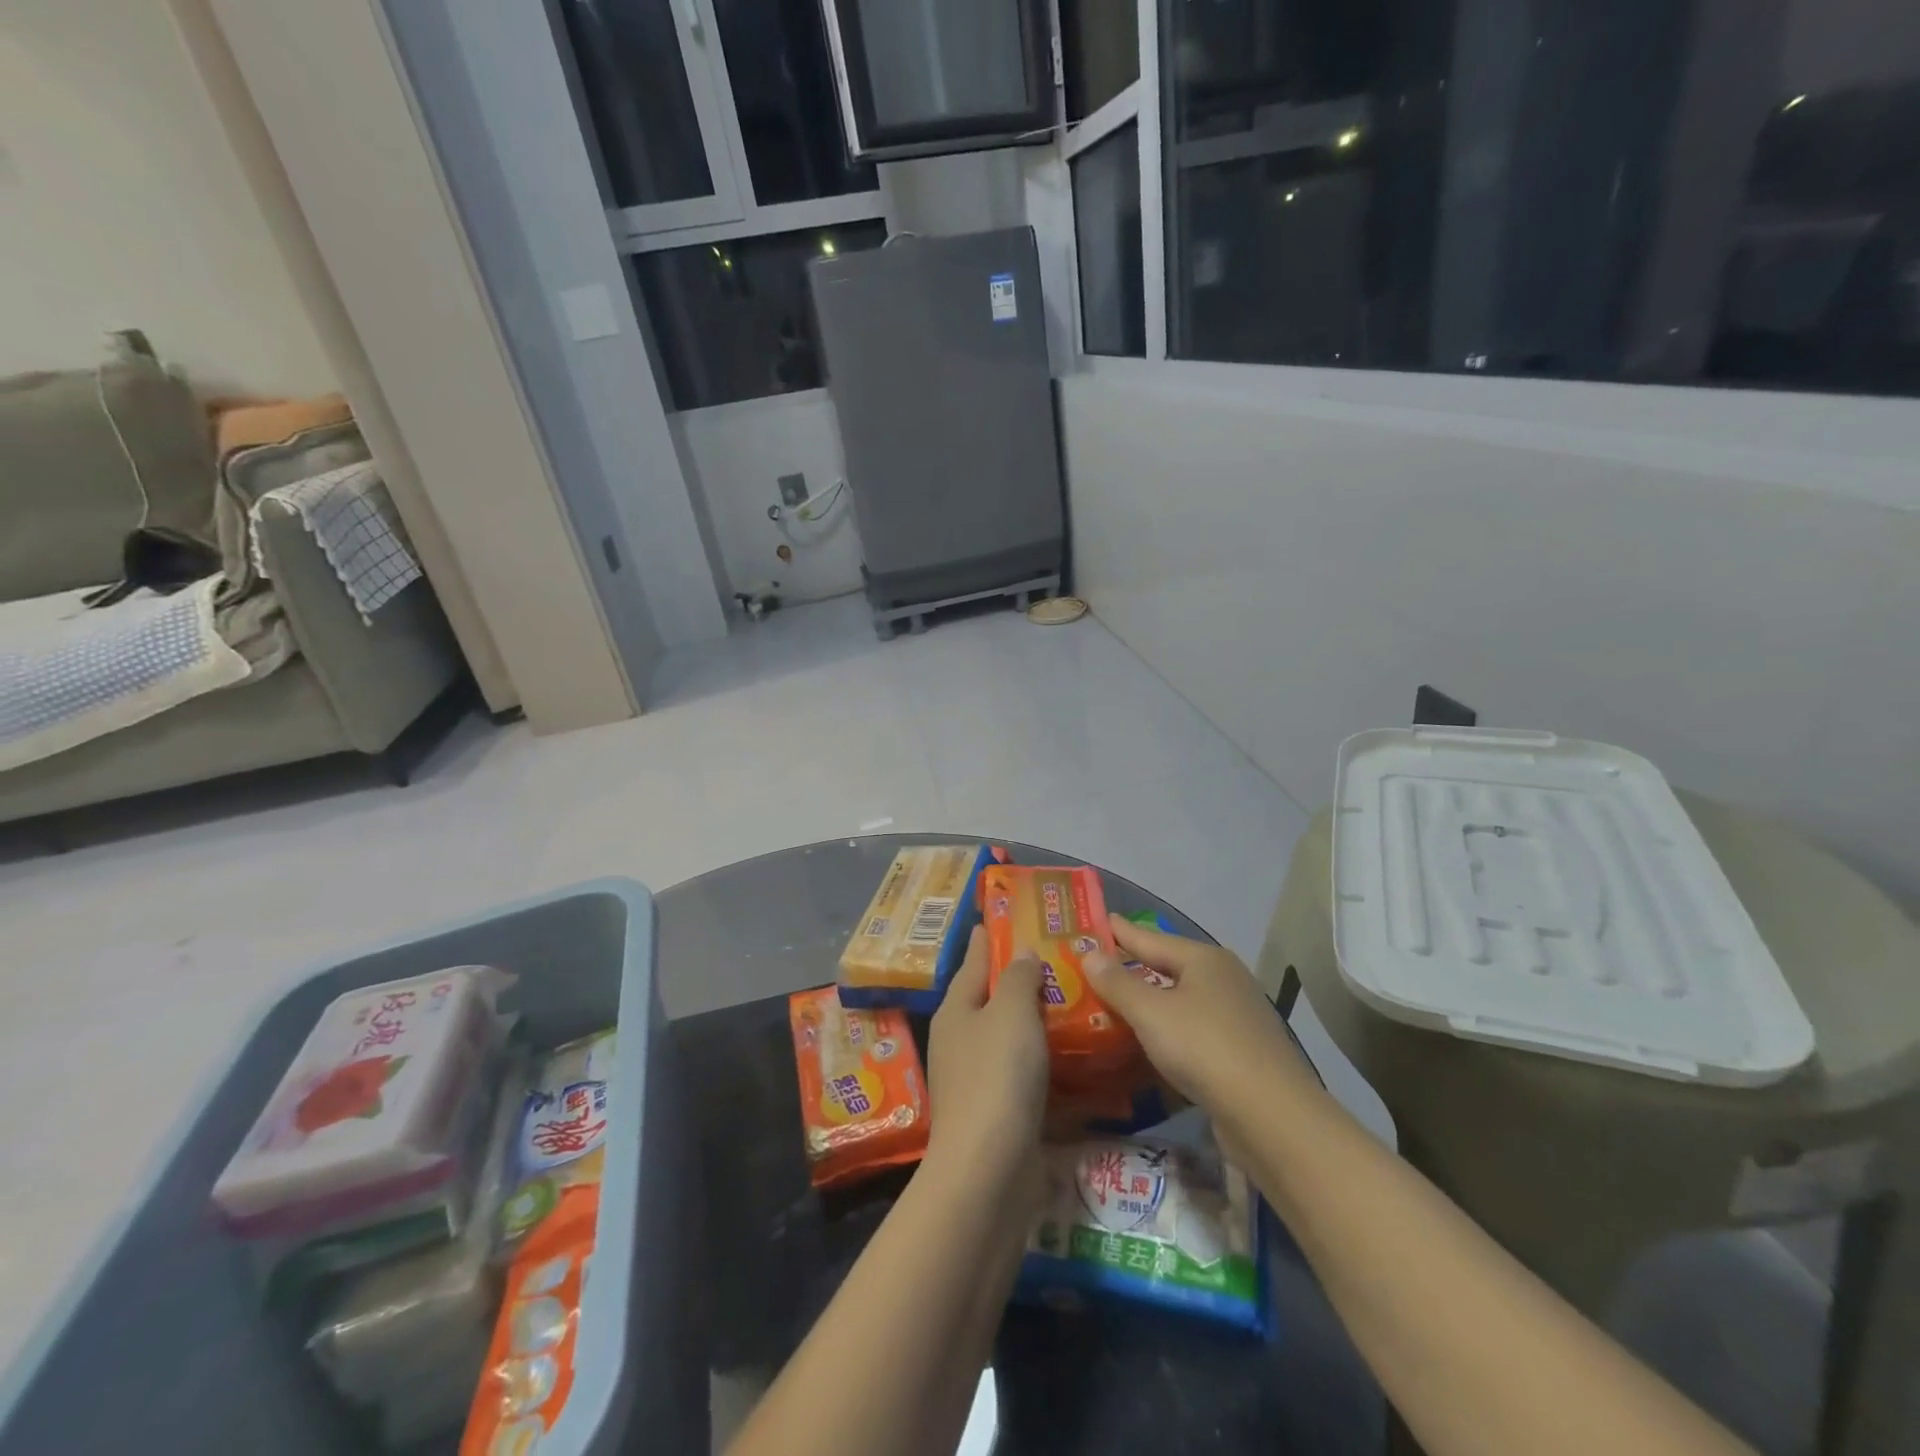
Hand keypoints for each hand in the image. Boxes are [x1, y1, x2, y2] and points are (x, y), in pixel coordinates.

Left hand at [924, 926, 1049, 1184]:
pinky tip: (1070, 1054)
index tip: (998, 918)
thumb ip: (1018, 978)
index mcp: (957, 1010)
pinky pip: (1024, 1073)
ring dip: (1033, 1020)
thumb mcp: (1011, 1013)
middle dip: (1016, 979)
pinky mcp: (998, 1112)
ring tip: (1069, 999)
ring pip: (1008, 1037)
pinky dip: (1044, 1060)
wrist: (988, 1169)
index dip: (987, 940)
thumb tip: (1020, 952)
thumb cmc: (997, 1075)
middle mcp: (961, 1040)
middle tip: (1053, 957)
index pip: (973, 962)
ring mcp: (977, 1079)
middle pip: (990, 999)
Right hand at [1084, 915, 1312, 1129]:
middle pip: (1169, 967)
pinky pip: (1193, 1029)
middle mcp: (1225, 979)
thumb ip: (1117, 983)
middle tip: (1099, 963)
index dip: (1122, 932)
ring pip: (1182, 1000)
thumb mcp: (1150, 1012)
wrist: (1270, 1116)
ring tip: (1117, 1003)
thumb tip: (1090, 954)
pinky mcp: (1242, 1051)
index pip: (1151, 938)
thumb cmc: (1204, 1048)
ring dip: (1152, 1002)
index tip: (1098, 920)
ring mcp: (1237, 1016)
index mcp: (1205, 959)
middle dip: (1135, 966)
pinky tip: (1151, 1042)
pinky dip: (1169, 1030)